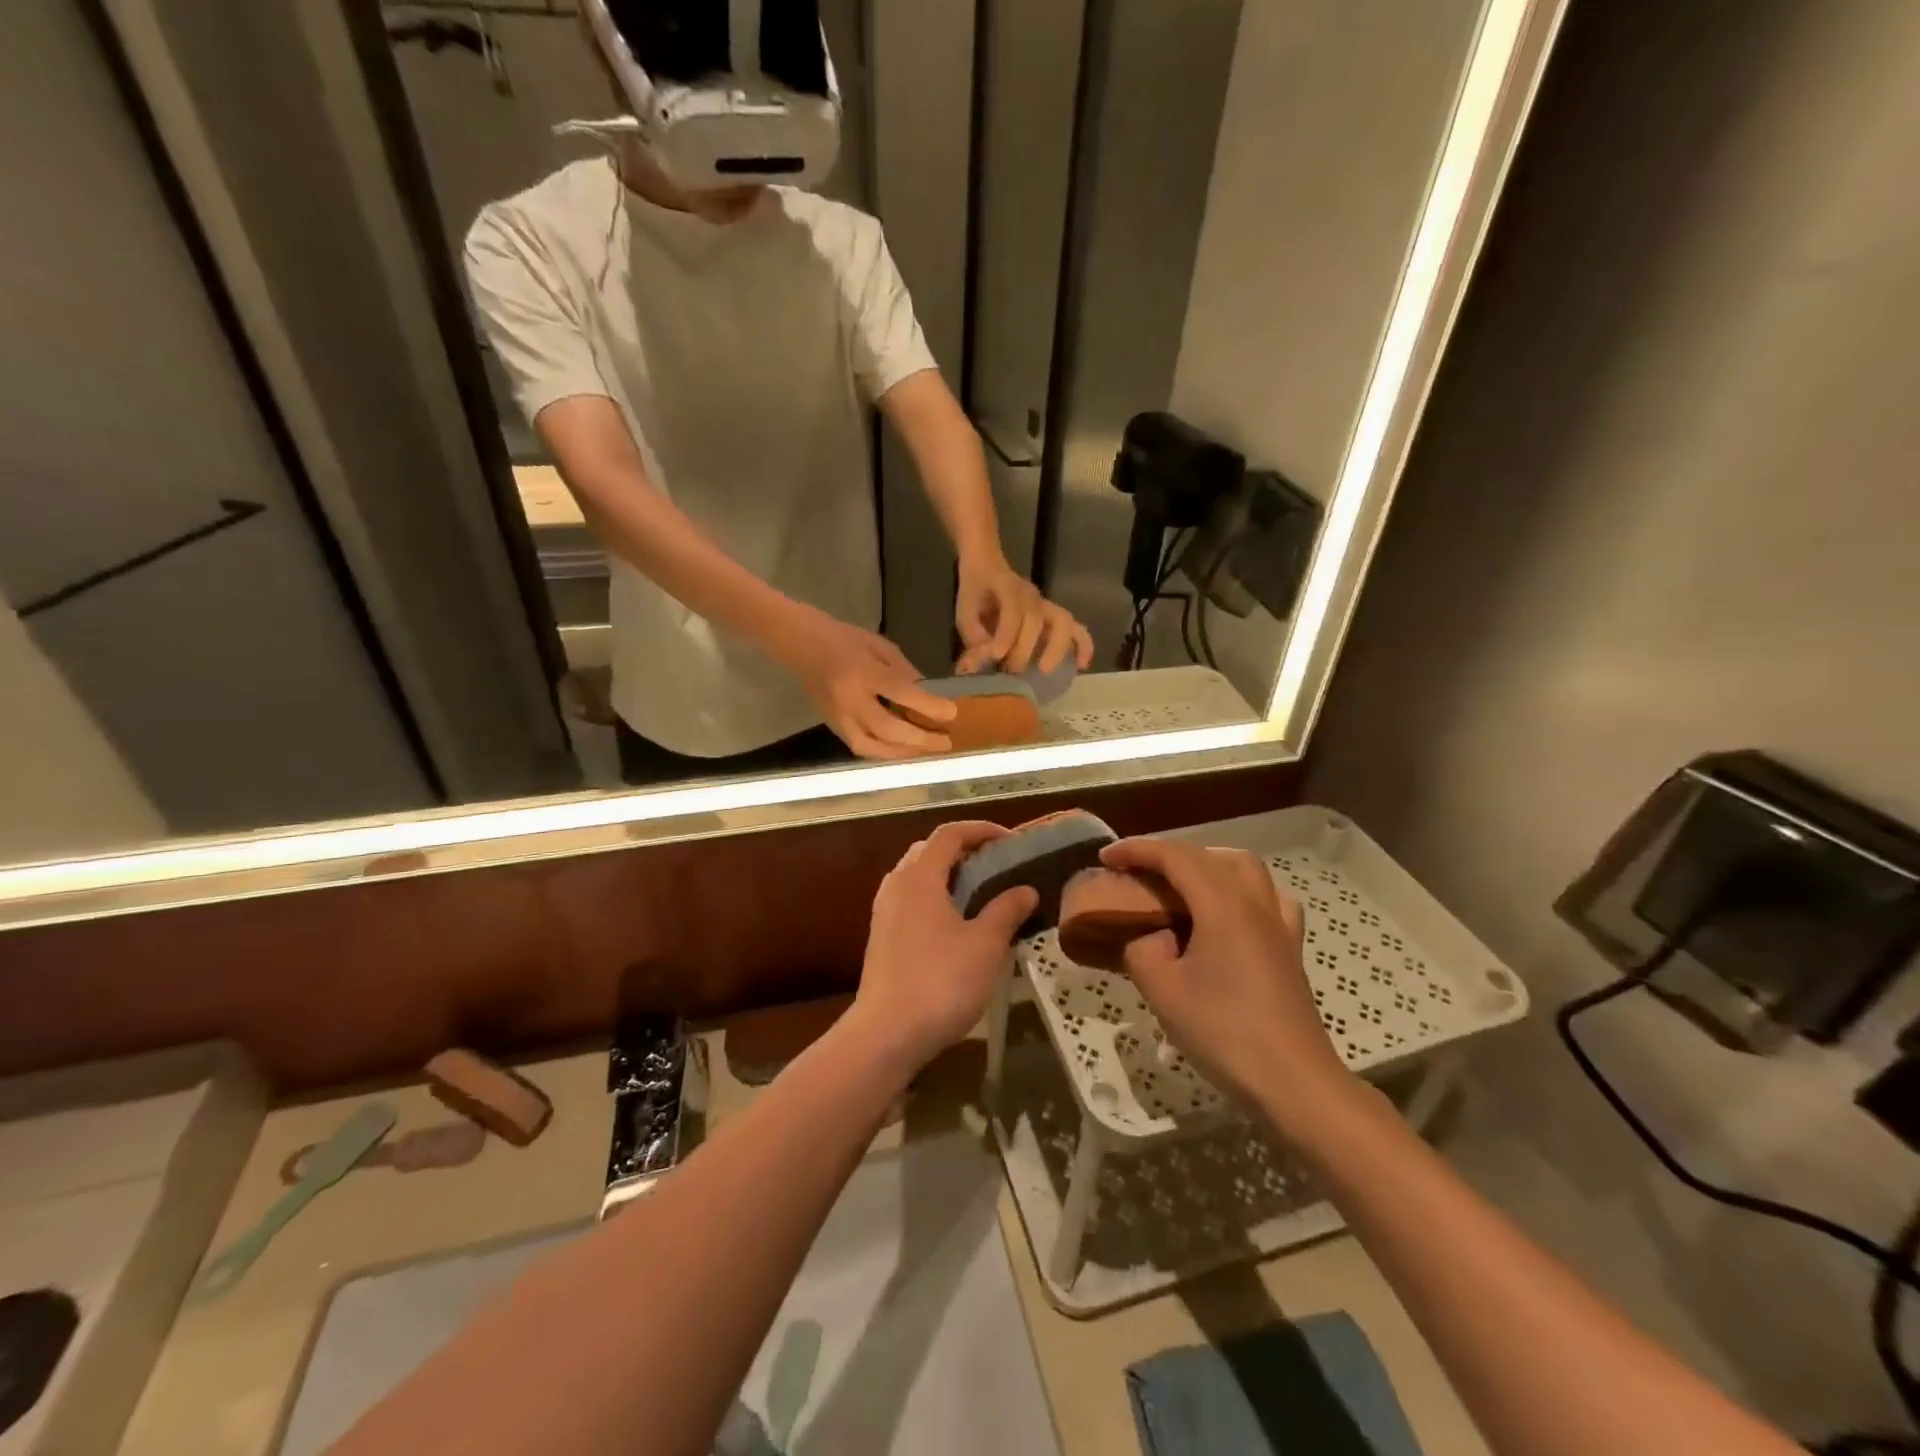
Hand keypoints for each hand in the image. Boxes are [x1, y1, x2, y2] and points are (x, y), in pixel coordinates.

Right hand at [779, 611, 956, 758]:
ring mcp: (837, 716)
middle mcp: (849, 699)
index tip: (952, 714)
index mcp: (863, 672)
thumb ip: (904, 671)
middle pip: (888, 729)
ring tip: (926, 751)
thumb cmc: (841, 637)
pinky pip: (860, 747)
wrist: (797, 643)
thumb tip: (928, 695)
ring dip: (902, 753)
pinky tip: (901, 750)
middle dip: (920, 739)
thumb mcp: (879, 645)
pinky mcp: (831, 726)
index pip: (902, 694)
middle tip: (946, 743)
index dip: (929, 707)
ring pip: (872, 747)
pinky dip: (883, 752)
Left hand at [851, 822, 1039, 1073]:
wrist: (887, 1034)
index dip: (981, 830)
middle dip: (963, 850)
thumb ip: (1006, 910)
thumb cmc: (941, 981)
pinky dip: (935, 897)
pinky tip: (957, 924)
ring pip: (917, 876)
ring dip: (948, 875)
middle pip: (929, 850)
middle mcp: (897, 885)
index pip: (950, 834)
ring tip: (980, 892)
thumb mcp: (985, 944)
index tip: (1011, 840)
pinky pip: (911, 900)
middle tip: (996, 864)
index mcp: (919, 876)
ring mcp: (884, 912)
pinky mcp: (882, 937)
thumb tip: (1026, 889)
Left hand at [955, 555, 1093, 674]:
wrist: (988, 566)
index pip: (1013, 611)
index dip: (1006, 635)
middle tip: (1011, 670)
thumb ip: (972, 635)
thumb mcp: (964, 610)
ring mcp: (1047, 606)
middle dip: (1025, 649)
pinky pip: (1077, 629)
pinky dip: (1082, 646)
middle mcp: (1032, 597)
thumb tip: (978, 664)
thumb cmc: (976, 590)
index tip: (996, 656)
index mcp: (1008, 589)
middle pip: (1038, 620)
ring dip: (1057, 649)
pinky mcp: (1055, 617)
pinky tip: (1081, 665)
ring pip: (1063, 623)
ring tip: (1044, 670)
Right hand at [1101, 838, 1359, 1129]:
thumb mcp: (1163, 991)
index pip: (1174, 857)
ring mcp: (1279, 923)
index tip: (1104, 857)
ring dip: (1207, 864)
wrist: (1293, 1082)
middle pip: (1209, 856)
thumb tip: (1149, 937)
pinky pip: (1269, 898)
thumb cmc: (1224, 1032)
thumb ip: (1142, 950)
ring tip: (1179, 885)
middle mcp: (1254, 902)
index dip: (1136, 850)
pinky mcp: (1291, 947)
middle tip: (1136, 872)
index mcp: (1222, 905)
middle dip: (1168, 854)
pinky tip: (1230, 912)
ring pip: (1244, 869)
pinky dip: (1243, 891)